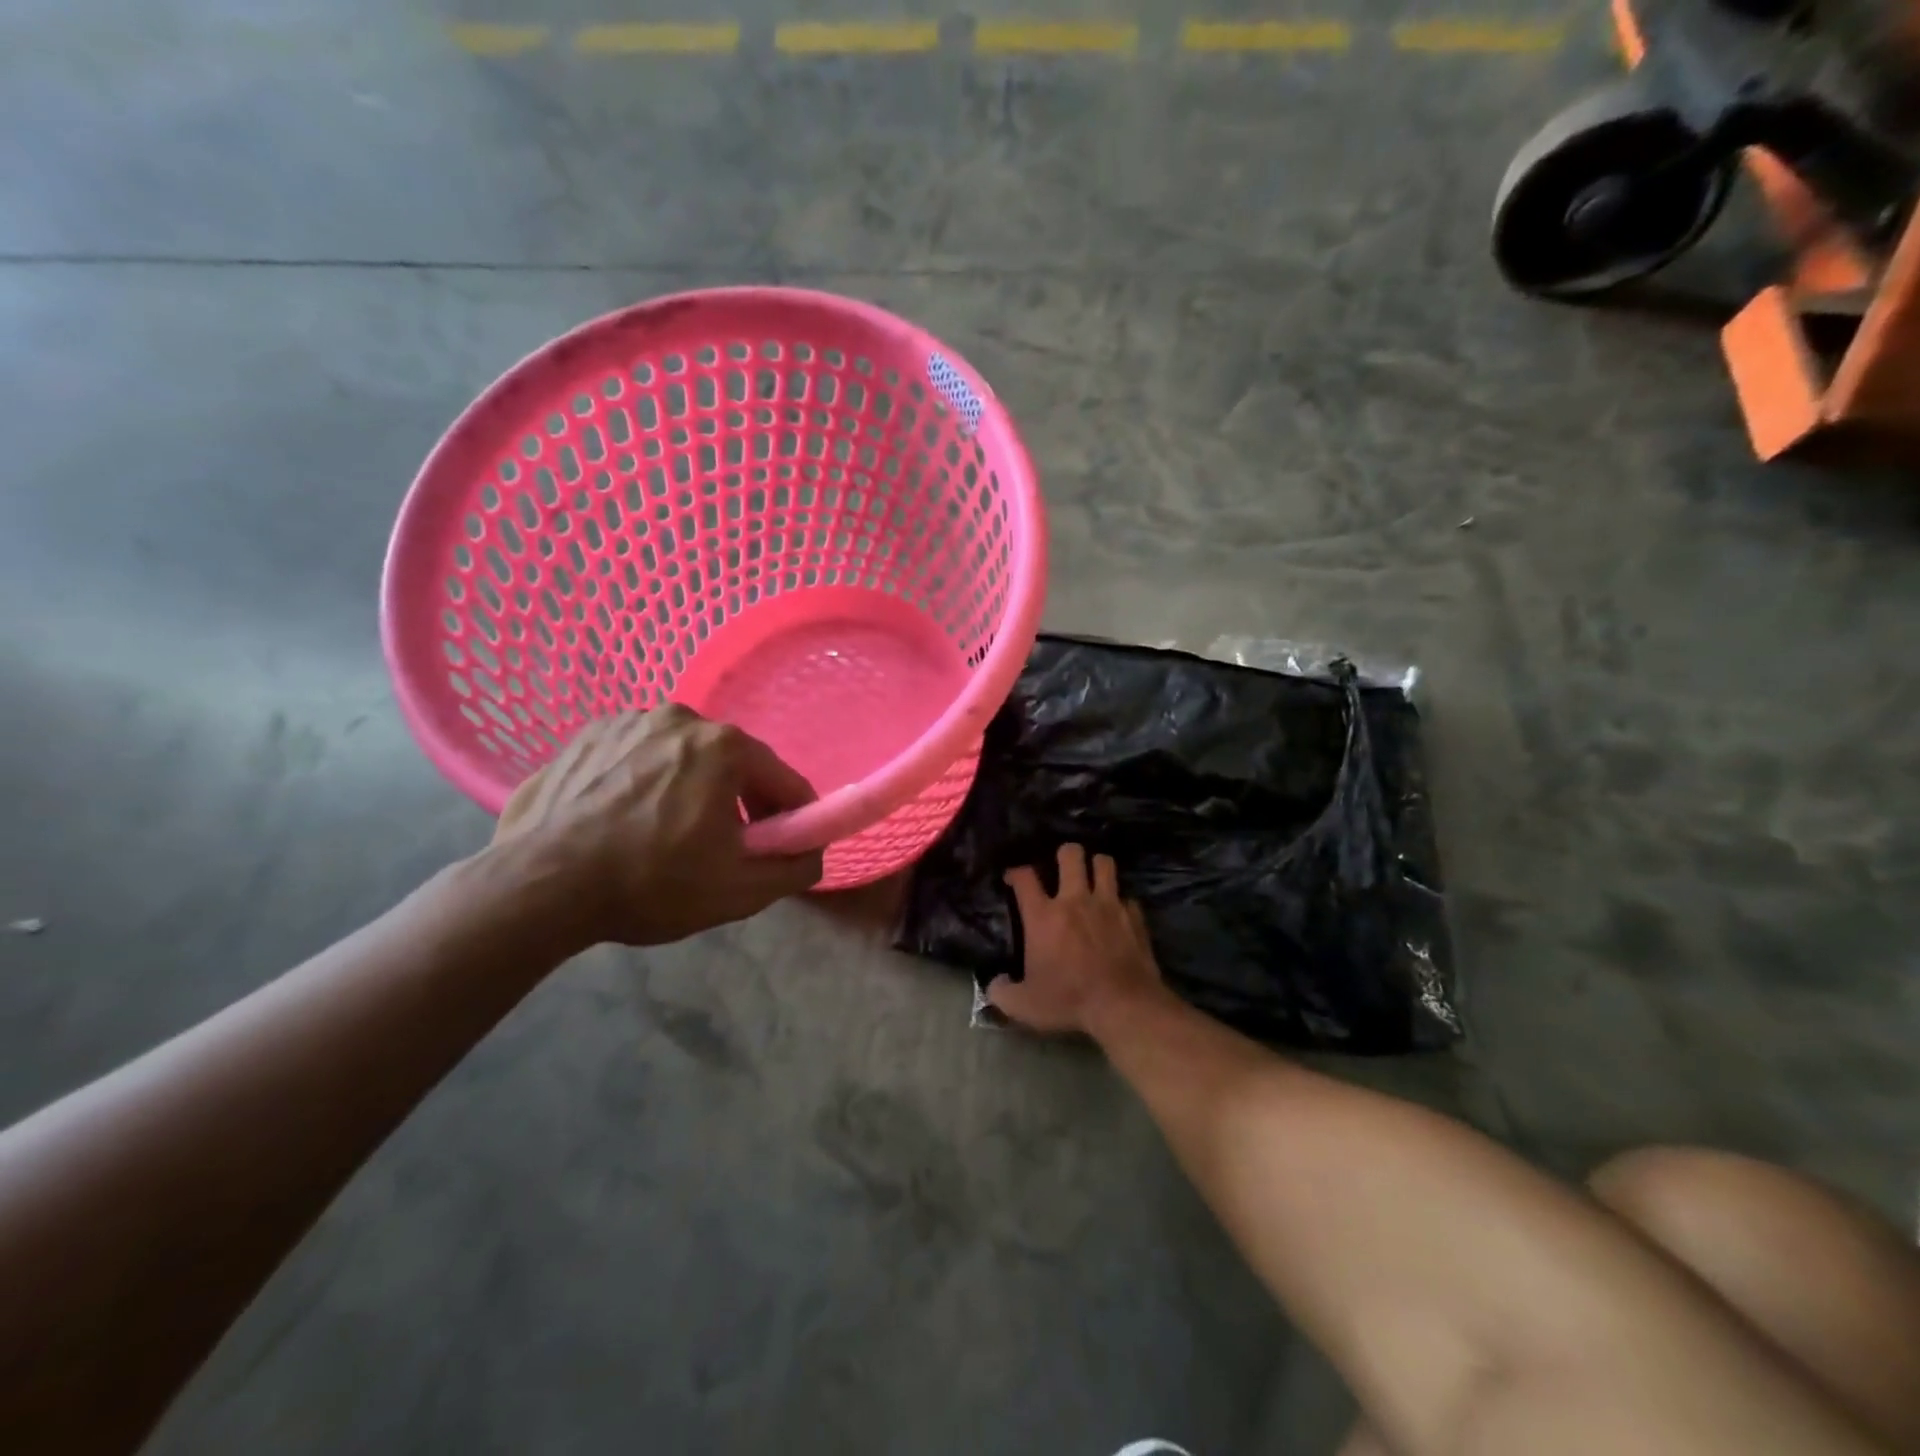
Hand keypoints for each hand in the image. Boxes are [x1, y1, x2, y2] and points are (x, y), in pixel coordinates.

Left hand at [488, 705, 822, 950]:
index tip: (785, 846)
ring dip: (690, 788)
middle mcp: (681, 718)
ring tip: (665, 834)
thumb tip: (813, 852)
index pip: (783, 780)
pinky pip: (637, 756)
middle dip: (740, 802)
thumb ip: (794, 868)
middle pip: (733, 764)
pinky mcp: (586, 735)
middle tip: (724, 847)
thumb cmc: (649, 884)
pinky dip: (645, 781)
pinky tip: (625, 818)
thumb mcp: (739, 891)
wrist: (538, 887)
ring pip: (682, 758)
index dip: (793, 816)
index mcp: (725, 747)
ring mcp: (627, 721)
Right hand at [988, 844, 1166, 1035]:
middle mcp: (1075, 900)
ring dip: (1097, 867)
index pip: (1025, 877)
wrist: (1124, 1006)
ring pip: (1104, 863)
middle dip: (1065, 854)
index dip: (1016, 872)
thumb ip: (1002, 993)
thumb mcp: (1025, 1006)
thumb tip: (994, 984)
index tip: (1014, 878)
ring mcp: (1108, 904)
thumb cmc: (1070, 1001)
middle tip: (1062, 868)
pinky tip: (1118, 914)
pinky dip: (1121, 902)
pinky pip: (1127, 897)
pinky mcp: (1134, 916)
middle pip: (1070, 854)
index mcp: (1044, 916)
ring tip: (1093, 877)